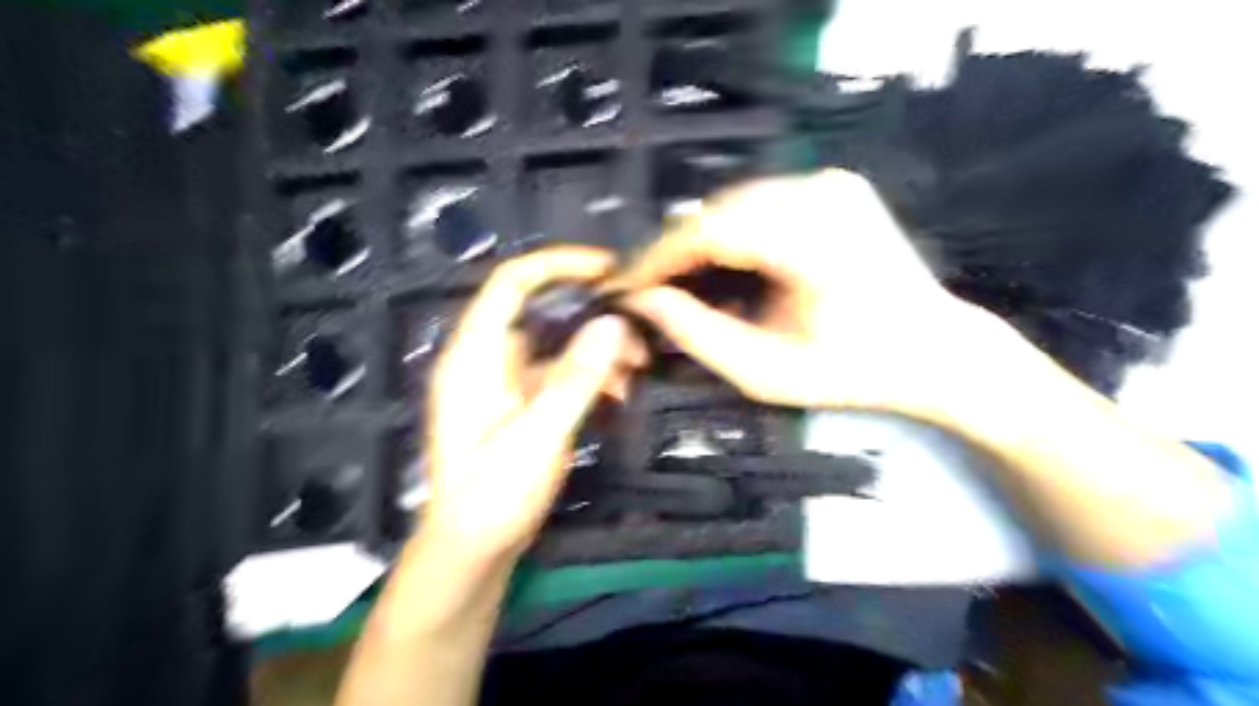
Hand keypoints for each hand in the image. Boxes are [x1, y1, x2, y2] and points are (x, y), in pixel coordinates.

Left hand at [421, 246, 640, 568]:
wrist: (472, 549)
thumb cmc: (494, 494)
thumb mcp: (540, 435)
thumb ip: (576, 378)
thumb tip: (613, 323)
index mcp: (475, 354)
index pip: (512, 282)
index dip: (559, 263)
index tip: (609, 270)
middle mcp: (487, 357)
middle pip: (542, 310)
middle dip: (592, 314)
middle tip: (638, 330)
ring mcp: (503, 381)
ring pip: (556, 342)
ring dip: (597, 349)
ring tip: (636, 369)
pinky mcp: (519, 402)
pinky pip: (558, 372)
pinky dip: (588, 375)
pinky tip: (617, 393)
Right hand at [616, 172, 1009, 419]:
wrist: (935, 350)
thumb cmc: (854, 372)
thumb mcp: (766, 371)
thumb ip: (697, 333)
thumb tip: (642, 300)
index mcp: (811, 237)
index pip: (707, 230)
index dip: (655, 257)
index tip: (621, 285)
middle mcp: (820, 190)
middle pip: (715, 212)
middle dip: (673, 252)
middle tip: (645, 290)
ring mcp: (829, 181)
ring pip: (732, 204)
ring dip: (698, 243)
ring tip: (675, 283)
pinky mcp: (832, 184)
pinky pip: (758, 204)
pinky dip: (729, 234)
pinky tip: (719, 268)